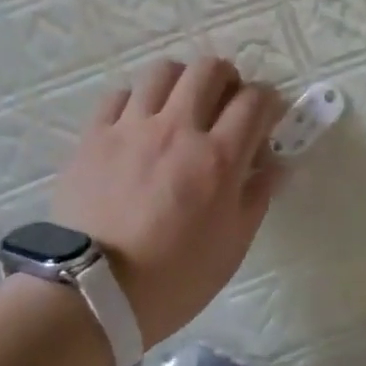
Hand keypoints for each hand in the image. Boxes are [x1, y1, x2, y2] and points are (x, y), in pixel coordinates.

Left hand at [52, 58, 285, 345]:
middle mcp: (178, 129)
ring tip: (180, 104)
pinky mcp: (94, 136)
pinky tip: (137, 123)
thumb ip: (257, 196)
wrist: (90, 296)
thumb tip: (275, 163)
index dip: (268, 100)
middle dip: (227, 78)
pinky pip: (119, 95)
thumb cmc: (173, 278)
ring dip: (181, 81)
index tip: (266, 115)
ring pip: (163, 71)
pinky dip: (136, 101)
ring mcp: (132, 128)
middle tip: (224, 101)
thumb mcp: (232, 245)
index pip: (254, 100)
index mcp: (218, 158)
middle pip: (209, 70)